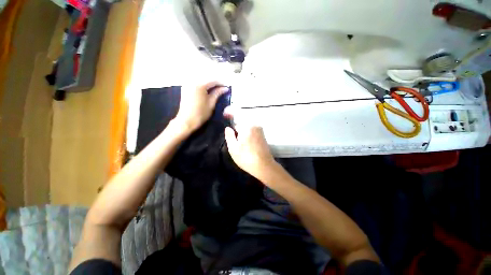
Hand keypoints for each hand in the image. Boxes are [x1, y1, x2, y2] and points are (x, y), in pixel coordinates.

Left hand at [174, 81, 228, 131]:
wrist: (186, 121)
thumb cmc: (201, 114)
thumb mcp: (211, 103)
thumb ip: (218, 94)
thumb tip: (225, 88)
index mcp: (200, 85)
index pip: (213, 80)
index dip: (221, 83)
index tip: (227, 87)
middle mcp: (192, 81)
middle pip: (206, 78)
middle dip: (215, 82)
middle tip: (222, 87)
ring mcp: (187, 84)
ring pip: (201, 79)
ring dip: (208, 82)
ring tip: (216, 88)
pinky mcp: (185, 88)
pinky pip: (195, 82)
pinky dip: (202, 84)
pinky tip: (207, 89)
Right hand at [224, 124, 276, 179]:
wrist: (264, 166)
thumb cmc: (246, 158)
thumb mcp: (233, 148)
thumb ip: (229, 136)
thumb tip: (228, 128)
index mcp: (247, 126)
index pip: (235, 122)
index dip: (231, 127)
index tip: (230, 132)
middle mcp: (255, 125)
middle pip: (242, 125)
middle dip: (238, 133)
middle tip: (237, 145)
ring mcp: (260, 130)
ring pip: (247, 129)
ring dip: (243, 135)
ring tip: (243, 147)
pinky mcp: (263, 136)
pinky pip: (253, 133)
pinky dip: (249, 137)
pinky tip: (248, 147)